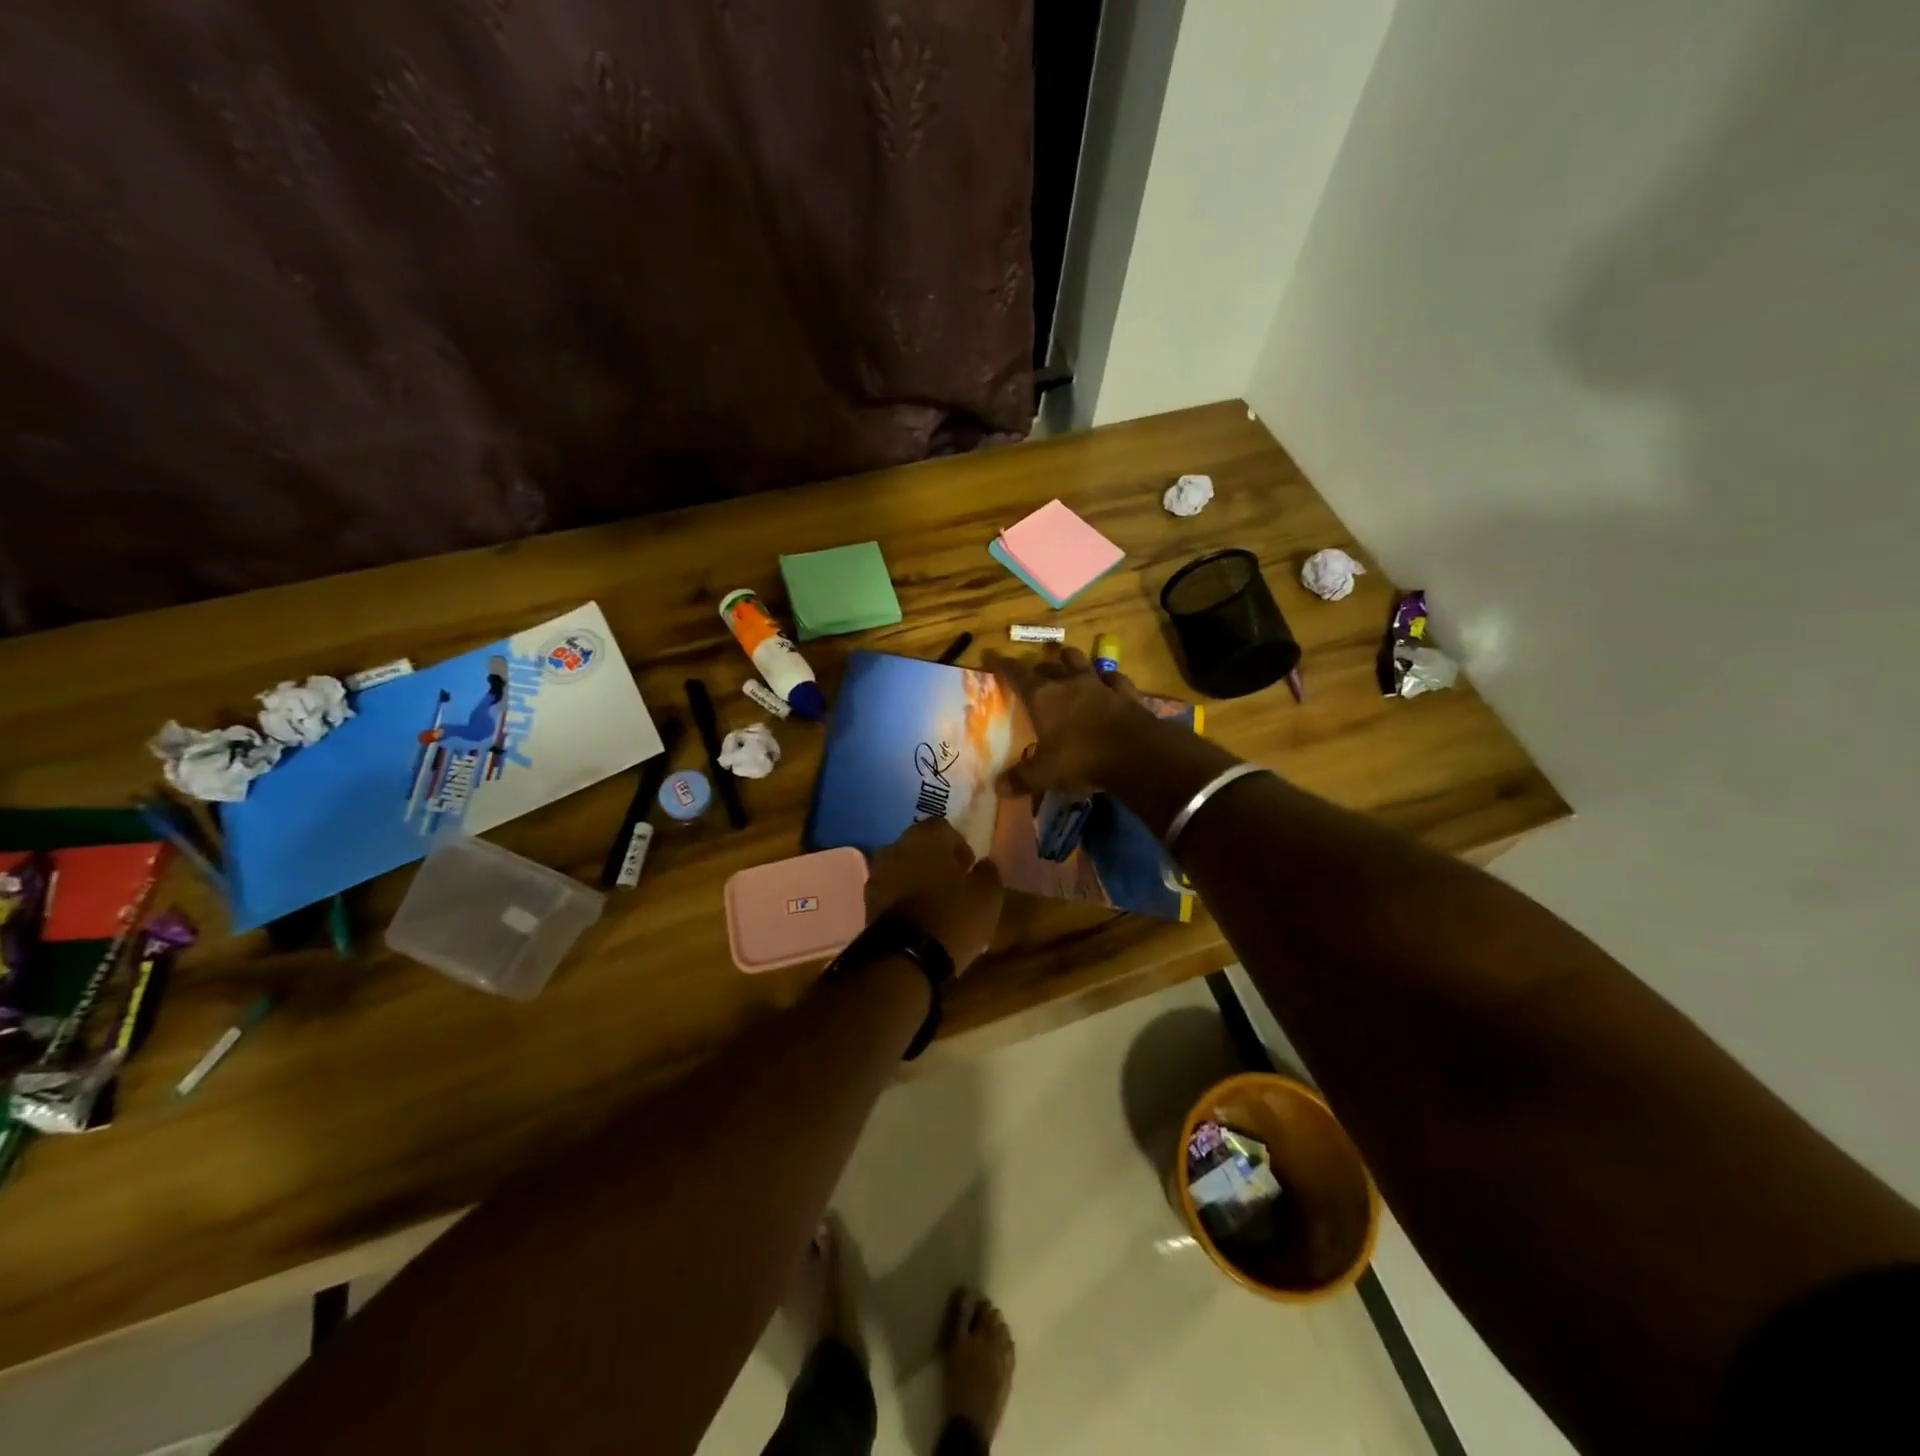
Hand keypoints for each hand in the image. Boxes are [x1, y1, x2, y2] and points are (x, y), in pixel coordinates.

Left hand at [864, 819, 1003, 973]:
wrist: (907, 956)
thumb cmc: (954, 915)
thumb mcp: (988, 895)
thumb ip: (988, 872)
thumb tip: (984, 864)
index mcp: (926, 835)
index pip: (944, 828)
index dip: (959, 846)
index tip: (969, 867)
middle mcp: (896, 846)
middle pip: (919, 846)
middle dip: (935, 861)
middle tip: (953, 884)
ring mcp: (877, 873)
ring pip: (902, 868)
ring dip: (916, 879)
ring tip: (935, 903)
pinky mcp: (867, 901)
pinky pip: (891, 891)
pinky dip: (903, 898)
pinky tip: (918, 917)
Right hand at [983, 646, 1160, 796]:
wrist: (1137, 753)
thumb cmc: (1081, 759)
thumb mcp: (1045, 775)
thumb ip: (1021, 779)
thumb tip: (998, 788)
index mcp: (1043, 697)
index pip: (1017, 674)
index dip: (1003, 666)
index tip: (994, 659)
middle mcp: (1069, 683)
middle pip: (1049, 666)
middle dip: (1038, 667)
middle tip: (1033, 673)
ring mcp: (1100, 684)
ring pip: (1081, 661)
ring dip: (1071, 660)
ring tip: (1066, 660)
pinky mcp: (1127, 692)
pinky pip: (1114, 678)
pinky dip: (1107, 678)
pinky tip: (1107, 681)